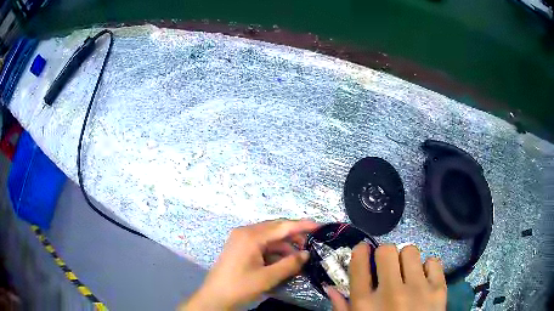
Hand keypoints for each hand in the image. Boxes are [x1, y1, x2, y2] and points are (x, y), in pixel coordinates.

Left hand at [180, 219, 318, 309]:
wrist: (215, 296)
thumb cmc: (240, 286)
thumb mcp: (268, 277)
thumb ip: (289, 264)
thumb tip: (306, 254)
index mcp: (251, 236)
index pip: (282, 226)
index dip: (302, 225)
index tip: (319, 225)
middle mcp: (245, 232)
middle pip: (275, 229)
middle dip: (294, 236)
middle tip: (311, 244)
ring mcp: (241, 239)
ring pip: (269, 238)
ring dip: (284, 246)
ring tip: (299, 258)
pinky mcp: (240, 247)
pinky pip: (261, 245)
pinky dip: (274, 252)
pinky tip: (284, 261)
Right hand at [326, 244, 446, 310]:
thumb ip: (342, 308)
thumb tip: (330, 287)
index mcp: (365, 304)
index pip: (359, 263)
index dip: (360, 251)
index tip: (363, 250)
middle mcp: (391, 293)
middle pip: (386, 251)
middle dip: (384, 255)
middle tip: (387, 265)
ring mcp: (417, 290)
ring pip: (411, 251)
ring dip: (406, 259)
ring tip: (407, 272)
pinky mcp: (438, 290)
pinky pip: (433, 261)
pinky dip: (428, 267)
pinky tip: (423, 280)